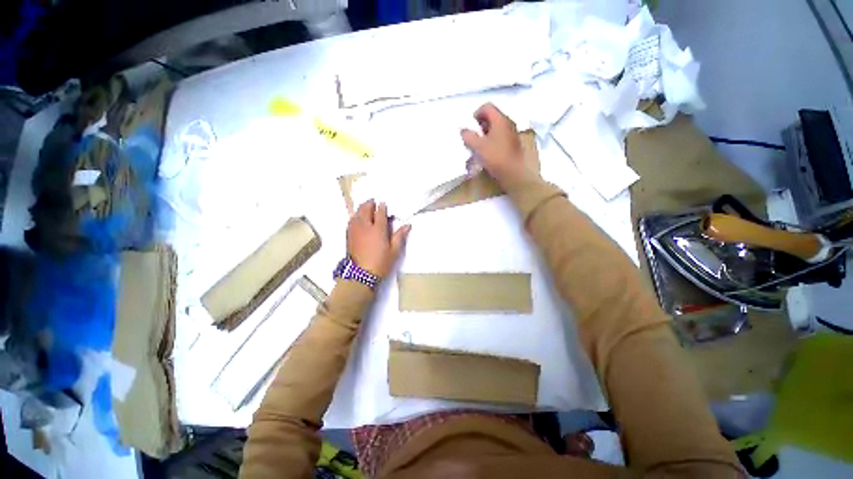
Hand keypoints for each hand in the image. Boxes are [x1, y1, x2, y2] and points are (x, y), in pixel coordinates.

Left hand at [347, 200, 410, 277]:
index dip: (382, 206)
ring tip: (366, 207)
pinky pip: (351, 220)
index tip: (384, 203)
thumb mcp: (394, 251)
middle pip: (365, 209)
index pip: (380, 212)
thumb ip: (400, 236)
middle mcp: (365, 226)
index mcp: (378, 229)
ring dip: (361, 208)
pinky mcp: (349, 235)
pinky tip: (357, 218)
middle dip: (370, 203)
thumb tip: (407, 225)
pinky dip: (355, 216)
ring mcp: (355, 230)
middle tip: (374, 201)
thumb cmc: (381, 263)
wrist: (361, 275)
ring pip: (356, 213)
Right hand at [460, 103, 539, 188]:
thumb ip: (468, 136)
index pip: (487, 107)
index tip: (470, 126)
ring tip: (478, 145)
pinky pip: (500, 136)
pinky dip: (492, 139)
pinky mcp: (513, 143)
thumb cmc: (496, 157)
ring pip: (496, 127)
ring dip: (485, 133)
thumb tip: (463, 130)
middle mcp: (508, 123)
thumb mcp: (478, 147)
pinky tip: (487, 151)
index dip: (476, 114)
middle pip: (492, 116)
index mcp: (500, 119)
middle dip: (480, 124)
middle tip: (473, 136)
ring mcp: (512, 133)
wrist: (514, 173)